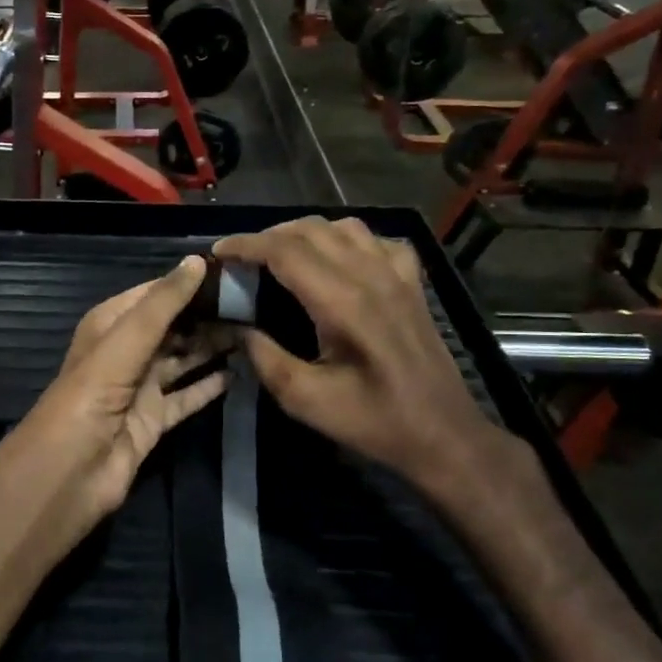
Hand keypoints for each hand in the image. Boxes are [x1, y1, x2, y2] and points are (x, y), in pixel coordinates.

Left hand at [10, 256, 233, 549]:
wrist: (71, 469)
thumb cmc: (94, 392)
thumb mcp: (127, 338)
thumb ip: (164, 302)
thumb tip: (198, 260)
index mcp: (110, 324)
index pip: (154, 294)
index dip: (188, 283)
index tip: (232, 273)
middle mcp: (125, 352)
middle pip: (172, 327)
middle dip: (206, 316)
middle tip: (255, 304)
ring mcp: (140, 388)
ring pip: (182, 360)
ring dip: (212, 348)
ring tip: (255, 332)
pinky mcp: (154, 420)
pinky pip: (187, 397)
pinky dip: (210, 386)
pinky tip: (240, 373)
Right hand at [212, 217, 533, 520]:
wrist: (442, 434)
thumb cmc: (373, 421)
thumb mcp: (305, 400)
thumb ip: (264, 357)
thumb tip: (236, 326)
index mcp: (343, 303)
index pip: (285, 251)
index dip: (246, 245)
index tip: (219, 251)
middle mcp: (371, 276)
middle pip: (311, 229)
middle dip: (268, 236)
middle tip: (242, 258)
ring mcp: (397, 275)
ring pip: (344, 226)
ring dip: (306, 232)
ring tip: (282, 253)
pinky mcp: (412, 283)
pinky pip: (377, 240)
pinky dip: (348, 239)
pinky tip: (338, 259)